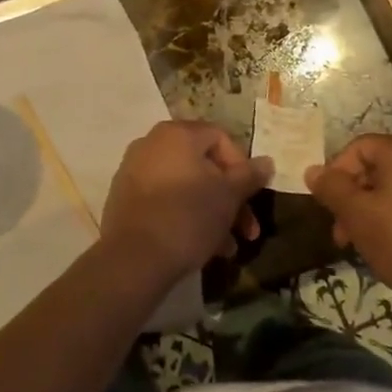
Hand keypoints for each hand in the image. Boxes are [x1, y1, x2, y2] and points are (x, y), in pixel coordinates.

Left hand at [99, 120, 270, 283]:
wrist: (135, 258)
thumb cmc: (189, 216)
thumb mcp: (229, 196)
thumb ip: (249, 175)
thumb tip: (267, 161)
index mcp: (177, 134)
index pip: (220, 137)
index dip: (242, 165)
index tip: (252, 195)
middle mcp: (152, 143)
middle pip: (203, 165)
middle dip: (230, 198)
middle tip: (247, 230)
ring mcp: (134, 170)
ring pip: (185, 186)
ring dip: (212, 213)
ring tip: (228, 248)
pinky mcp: (125, 198)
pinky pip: (165, 199)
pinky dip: (185, 215)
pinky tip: (203, 247)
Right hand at [305, 134, 391, 320]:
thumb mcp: (357, 215)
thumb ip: (331, 188)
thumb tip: (312, 170)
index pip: (359, 147)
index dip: (336, 173)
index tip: (328, 205)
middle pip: (380, 168)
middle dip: (355, 198)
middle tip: (343, 232)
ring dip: (377, 210)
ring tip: (368, 244)